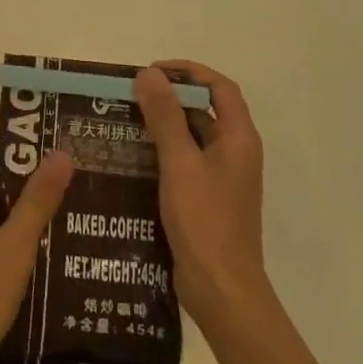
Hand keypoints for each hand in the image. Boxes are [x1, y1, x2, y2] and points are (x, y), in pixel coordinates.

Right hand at [136, 62, 268, 337]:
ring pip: (192, 137)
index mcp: (239, 138)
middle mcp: (235, 153)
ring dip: (163, 125)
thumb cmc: (205, 222)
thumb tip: (149, 73)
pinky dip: (162, 153)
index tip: (153, 71)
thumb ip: (165, 116)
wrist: (222, 292)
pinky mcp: (207, 199)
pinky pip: (185, 163)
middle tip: (130, 95)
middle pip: (205, 110)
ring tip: (124, 122)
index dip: (189, 71)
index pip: (219, 87)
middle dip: (170, 97)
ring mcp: (222, 178)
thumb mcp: (180, 163)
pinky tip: (132, 158)